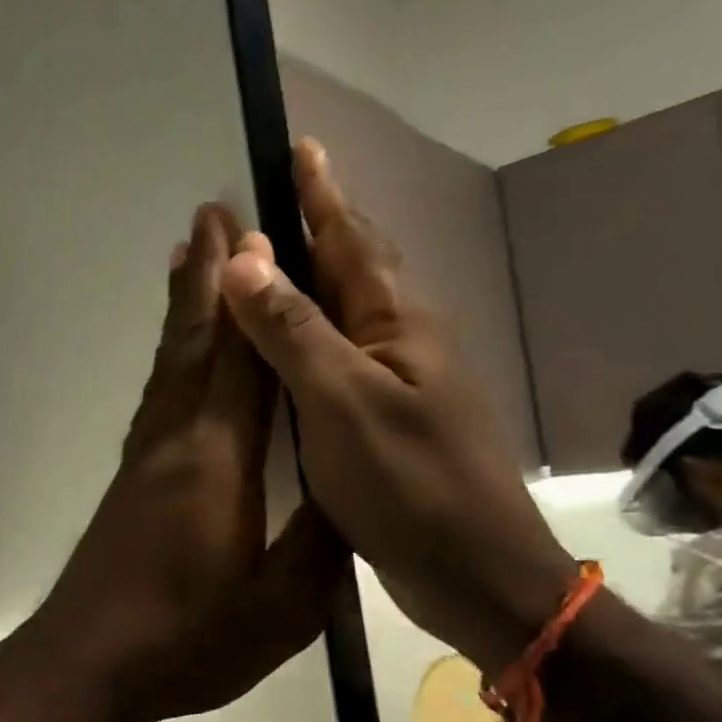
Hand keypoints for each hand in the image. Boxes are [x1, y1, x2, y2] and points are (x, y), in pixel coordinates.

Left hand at [9, 202, 346, 721]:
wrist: (87, 662)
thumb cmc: (187, 639)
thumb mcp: (280, 608)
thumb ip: (321, 540)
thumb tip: (354, 484)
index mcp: (218, 459)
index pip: (242, 357)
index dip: (252, 293)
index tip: (256, 232)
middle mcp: (176, 439)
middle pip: (194, 340)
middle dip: (206, 275)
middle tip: (212, 213)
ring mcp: (146, 455)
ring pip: (169, 360)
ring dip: (182, 304)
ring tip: (187, 256)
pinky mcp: (132, 476)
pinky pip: (157, 391)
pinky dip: (169, 352)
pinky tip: (175, 352)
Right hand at [219, 141, 577, 671]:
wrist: (477, 574)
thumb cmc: (411, 485)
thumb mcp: (343, 402)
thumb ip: (293, 330)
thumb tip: (244, 257)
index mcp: (396, 324)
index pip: (351, 239)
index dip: (322, 194)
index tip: (301, 146)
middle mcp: (401, 342)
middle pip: (353, 268)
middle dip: (313, 228)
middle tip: (269, 201)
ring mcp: (398, 384)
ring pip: (345, 316)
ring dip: (306, 284)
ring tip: (266, 266)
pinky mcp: (387, 422)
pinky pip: (339, 360)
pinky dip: (306, 340)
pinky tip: (285, 352)